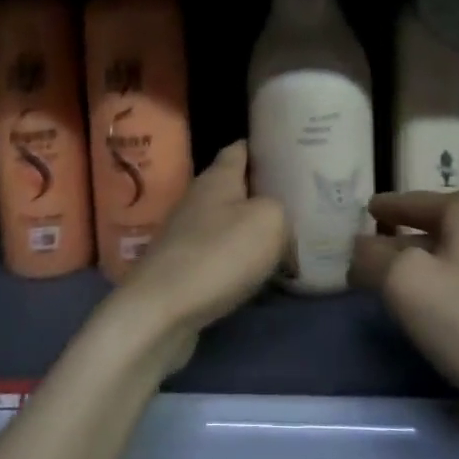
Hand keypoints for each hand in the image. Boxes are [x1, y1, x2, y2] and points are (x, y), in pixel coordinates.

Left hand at [111, 142, 286, 373]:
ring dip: (250, 228)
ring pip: (225, 221)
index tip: (289, 152)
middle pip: (233, 186)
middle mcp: (197, 199)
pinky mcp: (181, 267)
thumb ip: (281, 209)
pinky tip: (257, 273)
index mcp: (217, 178)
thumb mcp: (269, 221)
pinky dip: (237, 260)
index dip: (263, 147)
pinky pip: (217, 253)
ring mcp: (185, 234)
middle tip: (298, 199)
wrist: (160, 311)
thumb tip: (278, 220)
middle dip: (261, 191)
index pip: (239, 149)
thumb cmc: (219, 255)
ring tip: (285, 237)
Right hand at [352, 191, 458, 442]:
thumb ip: (373, 258)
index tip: (361, 214)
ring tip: (400, 289)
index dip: (382, 208)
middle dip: (402, 242)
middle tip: (368, 261)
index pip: (411, 200)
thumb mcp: (407, 286)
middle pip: (436, 227)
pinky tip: (444, 315)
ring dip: (428, 268)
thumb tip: (360, 247)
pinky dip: (454, 289)